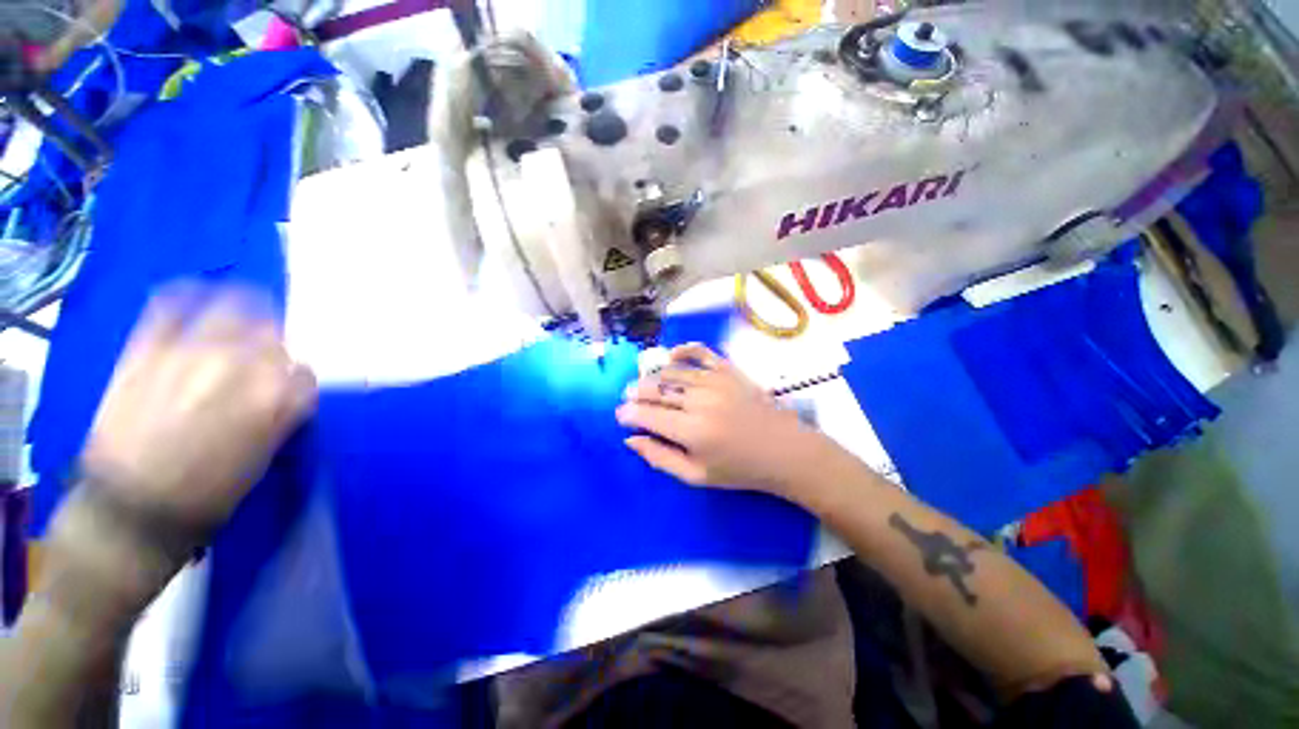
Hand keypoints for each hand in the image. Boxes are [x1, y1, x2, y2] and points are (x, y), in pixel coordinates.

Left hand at [79, 286, 316, 528]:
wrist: (131, 510)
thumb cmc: (209, 492)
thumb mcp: (264, 455)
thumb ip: (283, 413)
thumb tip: (289, 388)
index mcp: (276, 398)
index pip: (305, 372)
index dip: (297, 379)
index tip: (287, 387)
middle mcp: (241, 367)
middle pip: (274, 336)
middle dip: (273, 346)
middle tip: (262, 355)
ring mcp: (192, 352)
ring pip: (234, 308)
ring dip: (244, 310)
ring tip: (242, 312)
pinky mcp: (148, 348)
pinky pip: (172, 303)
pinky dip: (188, 293)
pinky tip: (196, 292)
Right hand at [616, 344, 829, 498]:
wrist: (785, 450)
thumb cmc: (739, 469)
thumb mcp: (696, 475)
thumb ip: (660, 457)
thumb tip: (630, 440)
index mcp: (691, 430)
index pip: (646, 414)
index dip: (628, 413)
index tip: (620, 416)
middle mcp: (699, 400)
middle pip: (655, 389)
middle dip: (635, 393)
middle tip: (628, 399)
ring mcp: (715, 380)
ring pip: (672, 371)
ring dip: (652, 377)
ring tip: (644, 385)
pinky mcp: (729, 370)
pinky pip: (700, 352)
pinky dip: (683, 350)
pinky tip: (672, 356)